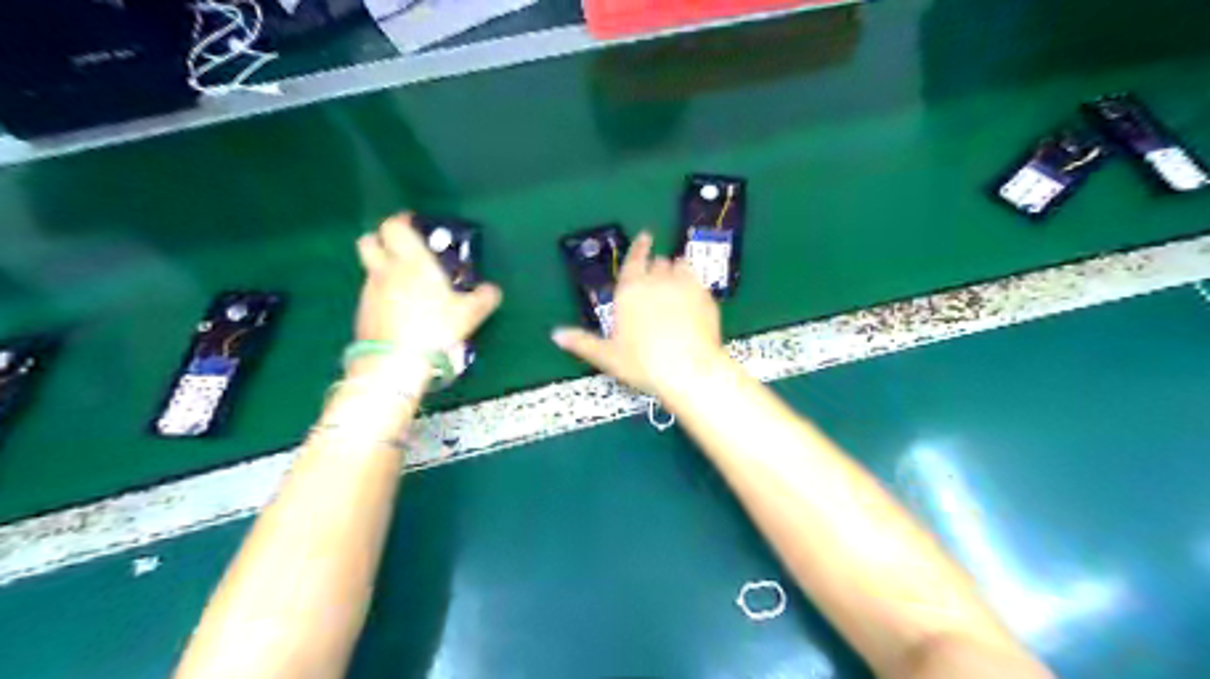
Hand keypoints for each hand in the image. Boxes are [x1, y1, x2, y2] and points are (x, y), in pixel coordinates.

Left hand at [352, 211, 502, 369]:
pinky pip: (371, 293)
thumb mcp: (469, 313)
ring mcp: (370, 291)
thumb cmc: (435, 327)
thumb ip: (483, 297)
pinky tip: (400, 310)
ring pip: (371, 268)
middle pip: (369, 240)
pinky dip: (383, 294)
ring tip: (407, 286)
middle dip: (382, 240)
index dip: (402, 221)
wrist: (395, 362)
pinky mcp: (362, 312)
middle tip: (402, 250)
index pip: (394, 226)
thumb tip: (492, 290)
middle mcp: (385, 269)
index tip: (414, 224)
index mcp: (411, 259)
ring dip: (384, 270)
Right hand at [552, 232, 727, 397]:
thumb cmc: (642, 364)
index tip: (646, 236)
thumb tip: (555, 335)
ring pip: (679, 266)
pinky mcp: (705, 296)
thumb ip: (581, 342)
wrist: (688, 370)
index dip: (639, 247)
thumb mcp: (607, 356)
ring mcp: (684, 286)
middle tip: (656, 278)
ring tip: (675, 280)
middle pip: (657, 263)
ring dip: (675, 270)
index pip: (634, 259)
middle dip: (655, 268)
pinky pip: (698, 279)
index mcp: (629, 291)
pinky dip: (693, 282)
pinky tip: (693, 294)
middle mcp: (656, 281)